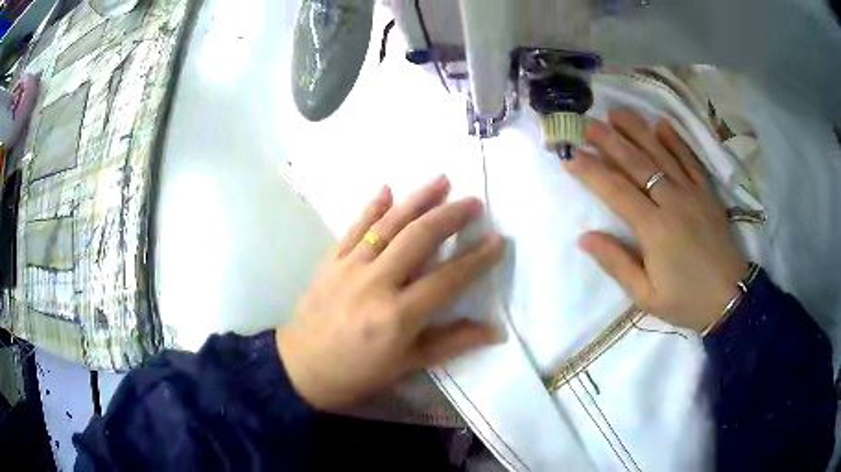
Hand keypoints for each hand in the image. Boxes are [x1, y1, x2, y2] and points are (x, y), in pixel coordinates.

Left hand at [277, 175, 503, 409]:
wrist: (301, 369)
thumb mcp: (407, 365)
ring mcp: (348, 268)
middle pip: (418, 239)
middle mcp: (375, 283)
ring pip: (387, 226)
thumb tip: (495, 331)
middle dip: (449, 216)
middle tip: (473, 201)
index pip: (447, 279)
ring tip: (440, 180)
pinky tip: (386, 189)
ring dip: (416, 200)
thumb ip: (452, 343)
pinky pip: (352, 229)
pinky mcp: (329, 262)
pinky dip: (370, 208)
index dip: (476, 259)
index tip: (498, 240)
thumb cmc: (358, 374)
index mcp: (397, 315)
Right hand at [566, 110, 748, 331]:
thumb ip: (617, 264)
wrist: (730, 298)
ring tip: (616, 113)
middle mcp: (672, 202)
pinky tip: (660, 124)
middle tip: (587, 123)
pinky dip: (675, 140)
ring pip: (661, 154)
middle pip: (637, 164)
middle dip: (609, 141)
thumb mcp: (646, 296)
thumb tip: (584, 237)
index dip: (591, 172)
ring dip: (637, 131)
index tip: (570, 156)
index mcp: (654, 229)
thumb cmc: (686, 301)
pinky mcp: (707, 193)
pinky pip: (690, 160)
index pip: (616, 192)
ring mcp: (692, 193)